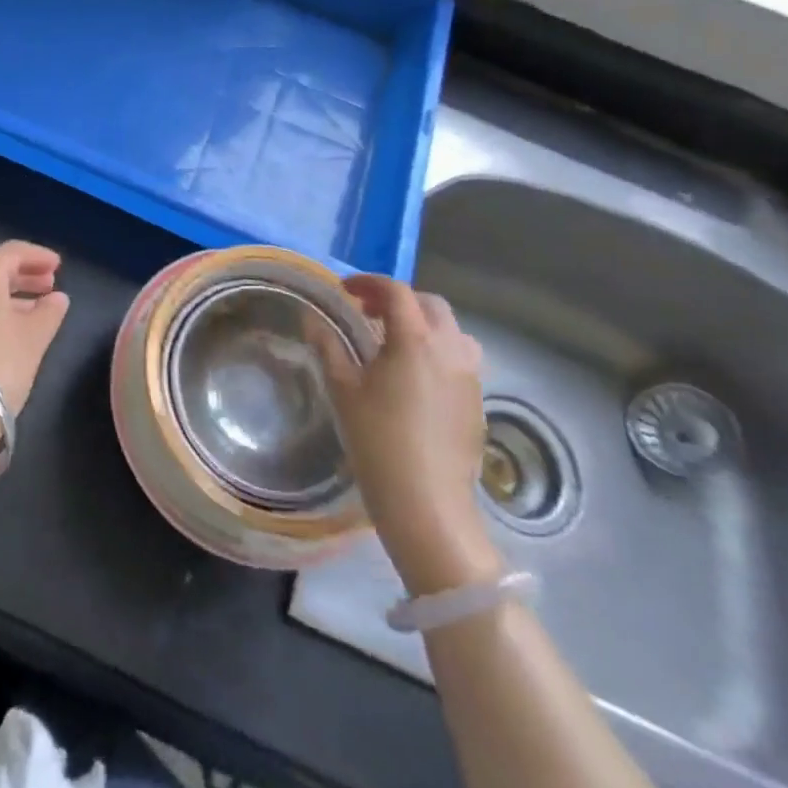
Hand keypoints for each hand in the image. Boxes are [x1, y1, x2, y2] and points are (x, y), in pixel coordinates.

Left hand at [0, 241, 70, 472]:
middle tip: (48, 286)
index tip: (59, 266)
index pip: (12, 252)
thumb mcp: (33, 338)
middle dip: (21, 276)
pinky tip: (2, 331)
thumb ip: (49, 312)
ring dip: (4, 296)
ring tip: (31, 312)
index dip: (38, 256)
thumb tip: (57, 298)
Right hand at [312, 276, 502, 595]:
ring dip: (422, 324)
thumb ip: (327, 346)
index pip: (396, 291)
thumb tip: (310, 318)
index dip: (368, 283)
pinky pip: (460, 358)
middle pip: (429, 304)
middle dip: (398, 300)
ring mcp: (470, 376)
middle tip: (367, 313)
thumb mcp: (343, 389)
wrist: (427, 504)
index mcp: (415, 339)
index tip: (344, 290)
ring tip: (393, 342)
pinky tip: (413, 376)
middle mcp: (450, 349)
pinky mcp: (477, 401)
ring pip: (451, 330)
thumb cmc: (378, 441)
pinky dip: (436, 350)